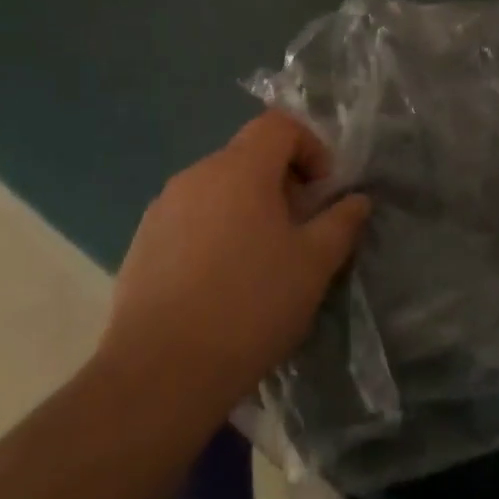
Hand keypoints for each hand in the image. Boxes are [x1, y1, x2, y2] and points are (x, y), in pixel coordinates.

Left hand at [98, 111, 369, 426]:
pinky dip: (215, 231)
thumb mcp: (314, 265)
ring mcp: (163, 208)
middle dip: (282, 182)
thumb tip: (356, 200)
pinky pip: (190, 218)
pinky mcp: (142, 242)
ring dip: (248, 207)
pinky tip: (220, 283)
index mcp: (240, 169)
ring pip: (218, 188)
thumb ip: (341, 223)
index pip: (278, 125)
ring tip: (260, 261)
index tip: (320, 193)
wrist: (159, 373)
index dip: (310, 147)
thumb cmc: (250, 306)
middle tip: (298, 230)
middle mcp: (196, 174)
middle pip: (248, 155)